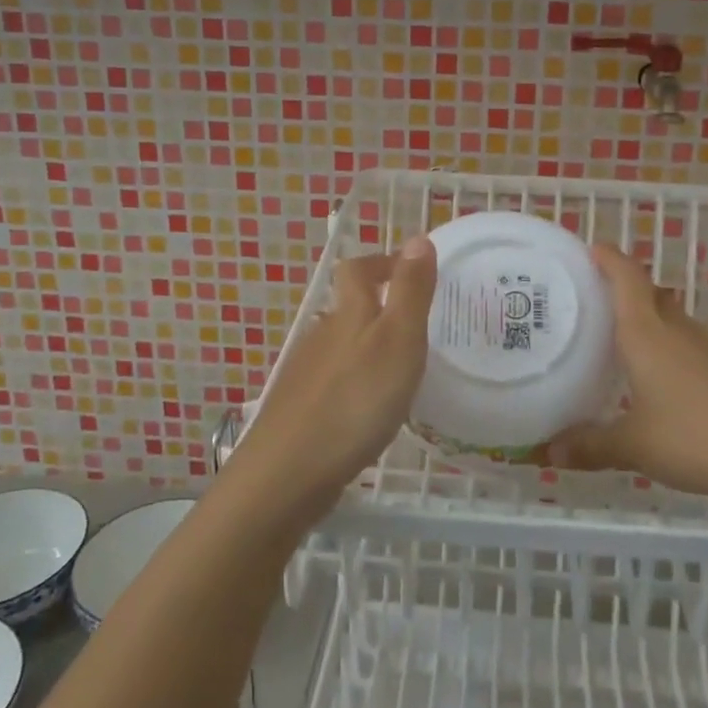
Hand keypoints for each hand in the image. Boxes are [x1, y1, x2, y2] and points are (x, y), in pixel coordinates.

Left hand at [227, 236, 437, 519]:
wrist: (289, 471)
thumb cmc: (355, 399)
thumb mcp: (398, 339)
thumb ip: (411, 291)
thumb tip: (419, 236)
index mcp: (348, 314)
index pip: (357, 269)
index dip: (382, 262)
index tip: (410, 267)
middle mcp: (321, 335)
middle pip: (347, 307)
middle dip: (377, 305)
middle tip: (416, 322)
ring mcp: (306, 373)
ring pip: (340, 345)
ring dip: (366, 346)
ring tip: (399, 367)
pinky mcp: (299, 408)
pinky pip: (333, 381)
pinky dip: (354, 381)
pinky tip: (368, 407)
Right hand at [545, 244, 707, 503]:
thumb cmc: (693, 438)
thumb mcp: (633, 446)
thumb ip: (590, 445)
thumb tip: (550, 453)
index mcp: (648, 334)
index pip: (628, 279)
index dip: (610, 259)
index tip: (592, 249)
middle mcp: (680, 332)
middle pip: (652, 296)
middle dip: (627, 292)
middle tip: (598, 303)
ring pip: (675, 322)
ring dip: (652, 323)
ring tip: (625, 344)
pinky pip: (694, 349)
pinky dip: (674, 352)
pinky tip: (666, 383)